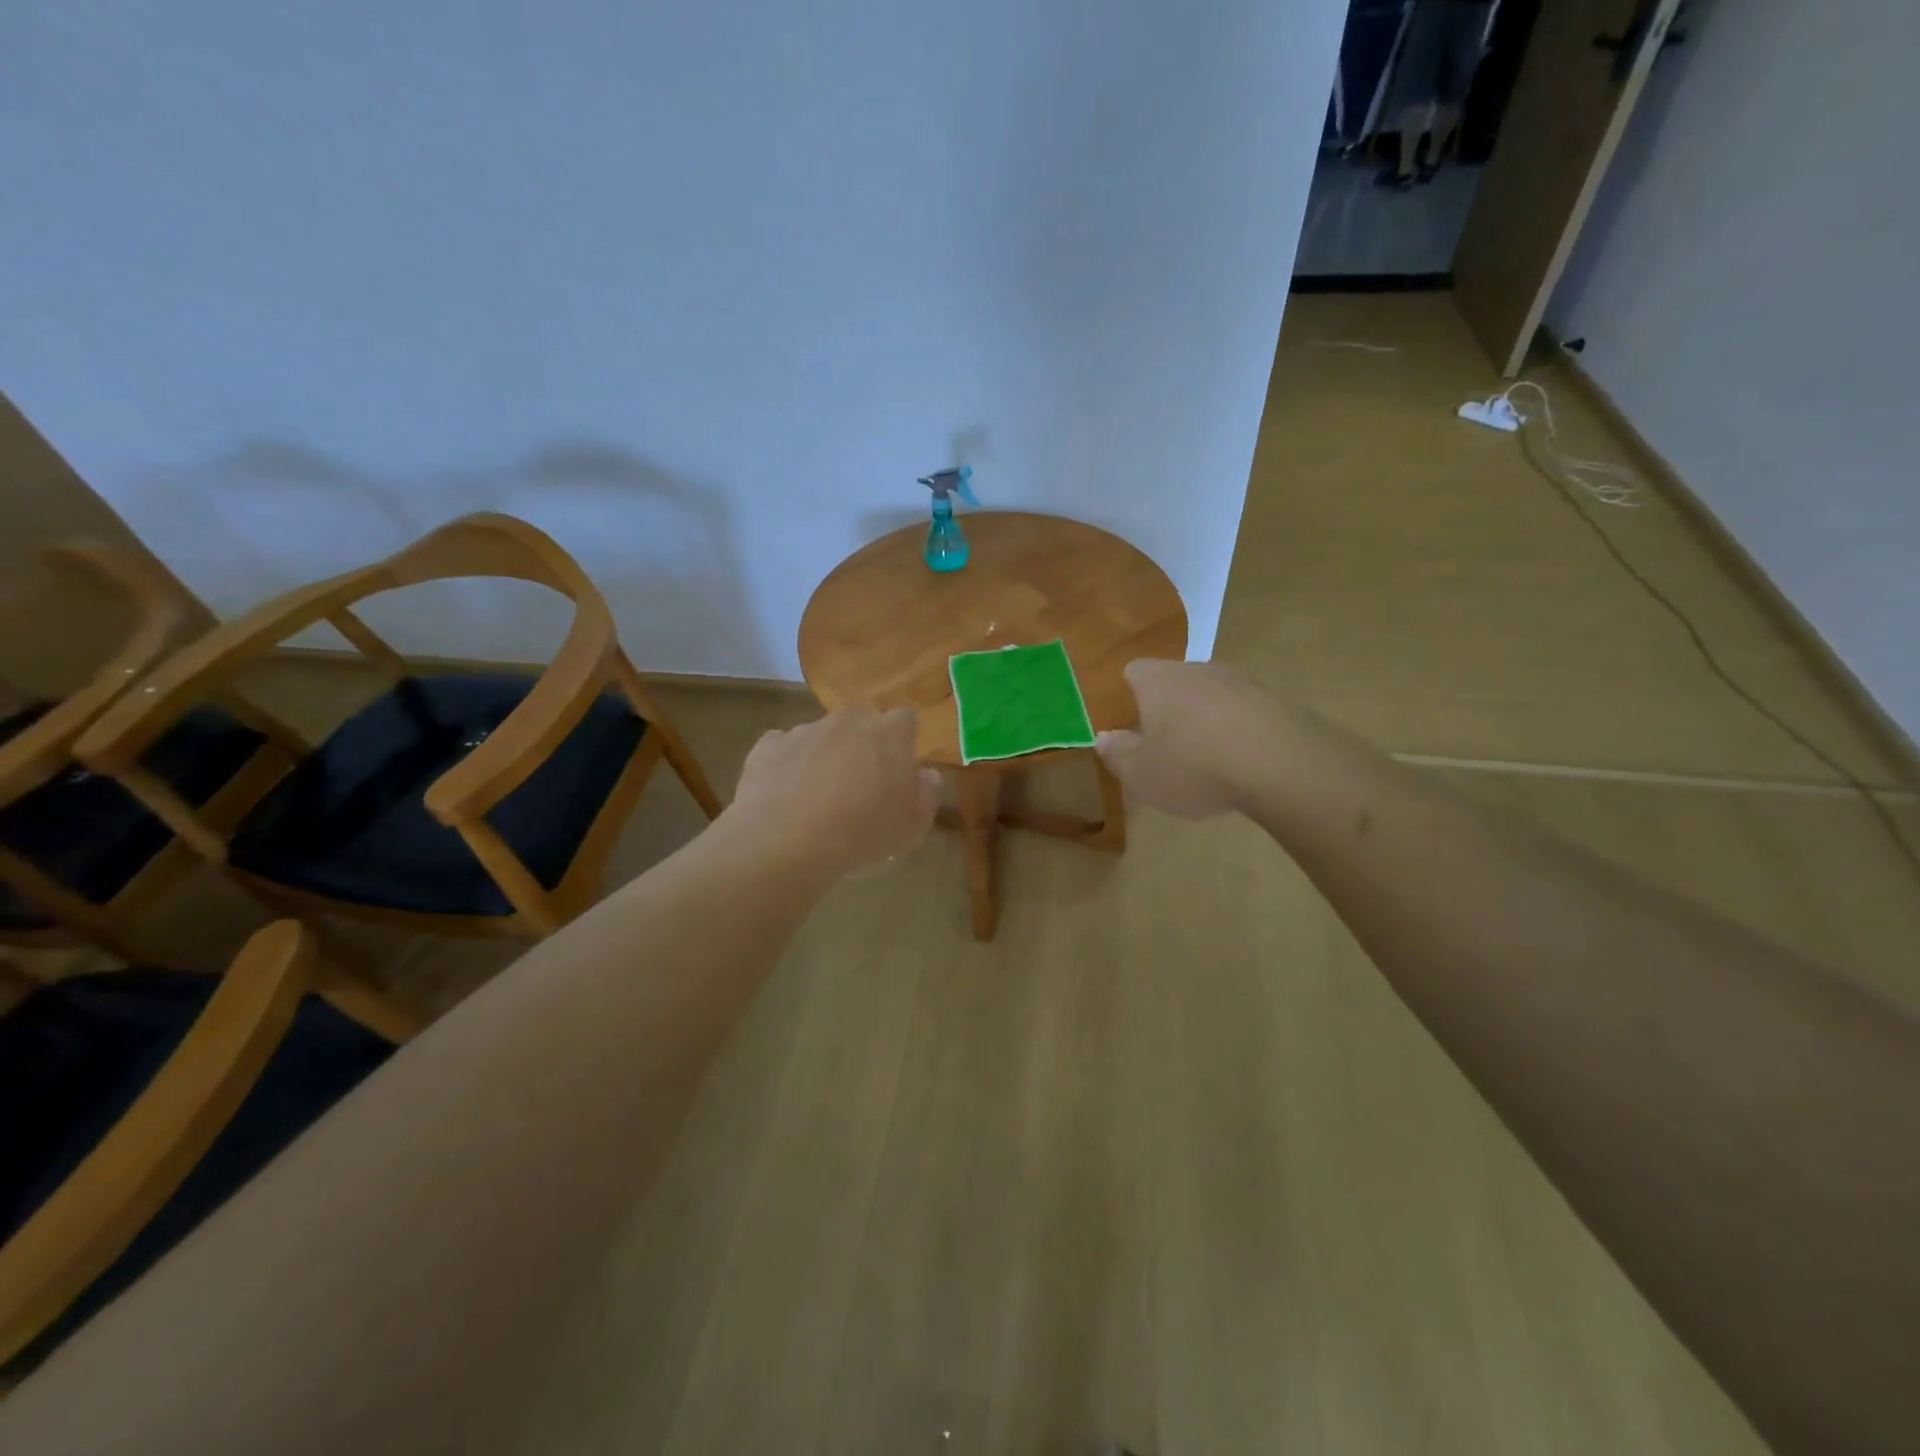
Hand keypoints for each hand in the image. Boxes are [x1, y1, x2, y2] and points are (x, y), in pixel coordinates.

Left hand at [729, 708, 940, 875]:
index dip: (902, 743)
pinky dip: (787, 765)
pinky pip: (783, 749)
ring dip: (824, 756)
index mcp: (889, 734)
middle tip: (859, 785)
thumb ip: (927, 794)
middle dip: (862, 746)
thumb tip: (927, 774)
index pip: (905, 721)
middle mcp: (848, 721)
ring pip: (821, 736)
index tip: (898, 771)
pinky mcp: (768, 746)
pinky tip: (785, 795)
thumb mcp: (912, 826)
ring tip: (817, 798)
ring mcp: (804, 730)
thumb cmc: (862, 833)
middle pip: (861, 724)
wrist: (787, 841)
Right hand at [1095, 659, 1279, 818]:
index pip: (1134, 671)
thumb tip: (1104, 737)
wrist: (1281, 765)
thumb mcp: (1141, 774)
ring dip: (1206, 720)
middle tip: (1165, 746)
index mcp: (1158, 680)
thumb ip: (1118, 754)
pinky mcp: (1276, 700)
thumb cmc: (1194, 766)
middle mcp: (1198, 669)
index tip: (1130, 722)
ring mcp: (1241, 681)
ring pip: (1212, 696)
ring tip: (1207, 760)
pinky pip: (1245, 712)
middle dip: (1168, 709)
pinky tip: (1242, 764)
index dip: (1129, 693)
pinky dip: (1238, 731)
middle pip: (1174, 681)